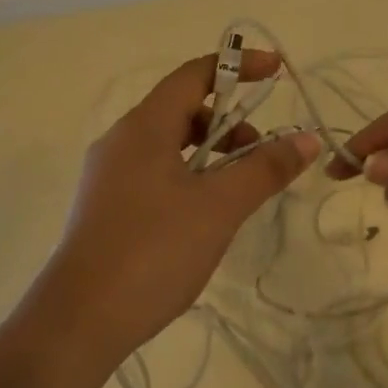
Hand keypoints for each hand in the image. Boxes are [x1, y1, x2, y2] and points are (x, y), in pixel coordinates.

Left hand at [31, 52, 319, 362]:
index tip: (279, 73)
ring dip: (210, 155)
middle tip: (262, 154)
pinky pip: (155, 175)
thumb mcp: (219, 208)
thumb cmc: (153, 251)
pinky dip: (189, 178)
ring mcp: (109, 176)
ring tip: (239, 191)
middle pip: (181, 110)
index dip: (238, 68)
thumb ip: (264, 169)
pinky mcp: (106, 208)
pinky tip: (206, 217)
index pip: (193, 75)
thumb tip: (307, 139)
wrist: (80, 319)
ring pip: (168, 146)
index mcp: (143, 127)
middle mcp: (121, 142)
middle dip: (229, 122)